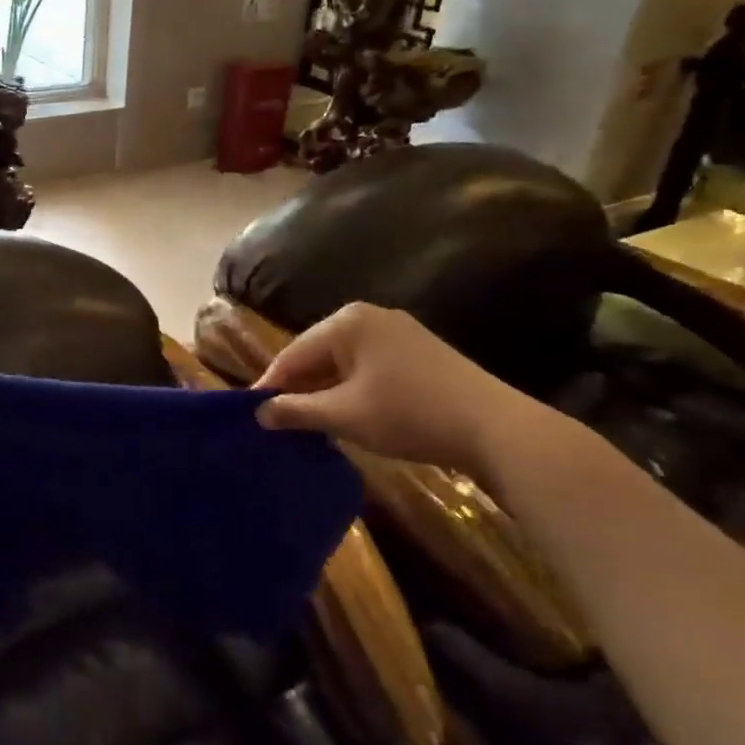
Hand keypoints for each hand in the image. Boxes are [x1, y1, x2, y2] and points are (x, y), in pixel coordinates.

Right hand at [253, 303, 537, 472]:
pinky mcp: (420, 351)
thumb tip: (259, 412)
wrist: (494, 428)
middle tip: (277, 420)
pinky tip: (348, 413)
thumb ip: (296, 411)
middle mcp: (371, 316)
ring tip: (308, 421)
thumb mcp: (343, 415)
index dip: (270, 384)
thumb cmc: (408, 414)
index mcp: (347, 322)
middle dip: (298, 386)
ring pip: (344, 361)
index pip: (293, 353)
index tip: (250, 413)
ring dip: (325, 390)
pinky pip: (369, 366)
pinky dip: (352, 388)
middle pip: (318, 353)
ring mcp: (400, 331)